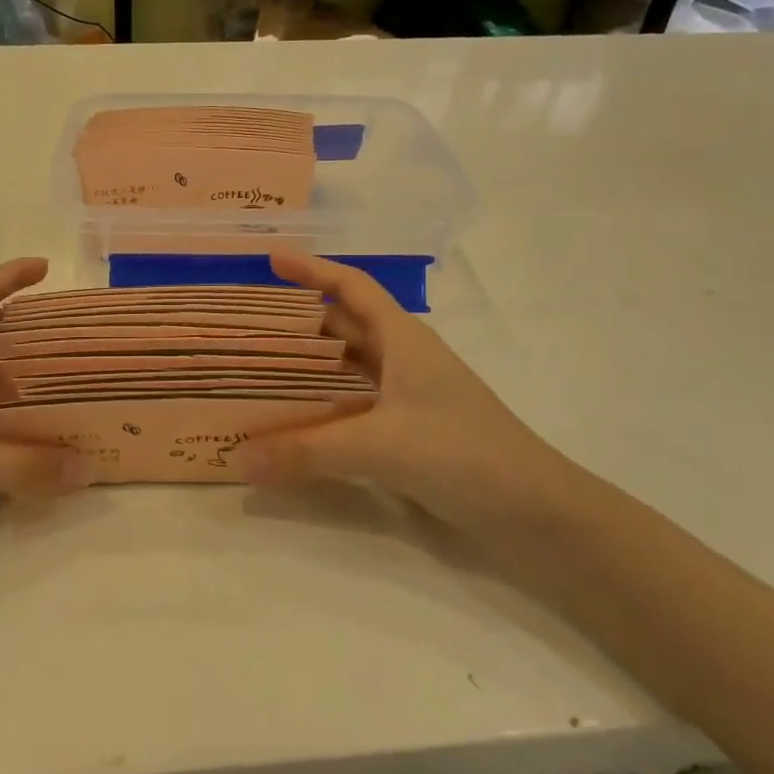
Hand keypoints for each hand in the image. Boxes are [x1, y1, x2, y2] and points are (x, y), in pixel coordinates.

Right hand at [241, 254, 587, 535]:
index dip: (313, 269)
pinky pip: (351, 410)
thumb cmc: (464, 454)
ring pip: (345, 372)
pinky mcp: (408, 434)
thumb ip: (307, 452)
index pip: (352, 288)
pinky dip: (321, 412)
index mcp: (403, 339)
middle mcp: (403, 360)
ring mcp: (407, 399)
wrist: (536, 512)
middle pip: (342, 329)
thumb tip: (238, 458)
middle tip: (247, 328)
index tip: (271, 261)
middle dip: (297, 325)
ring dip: (307, 371)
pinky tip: (292, 427)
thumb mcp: (381, 445)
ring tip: (257, 374)